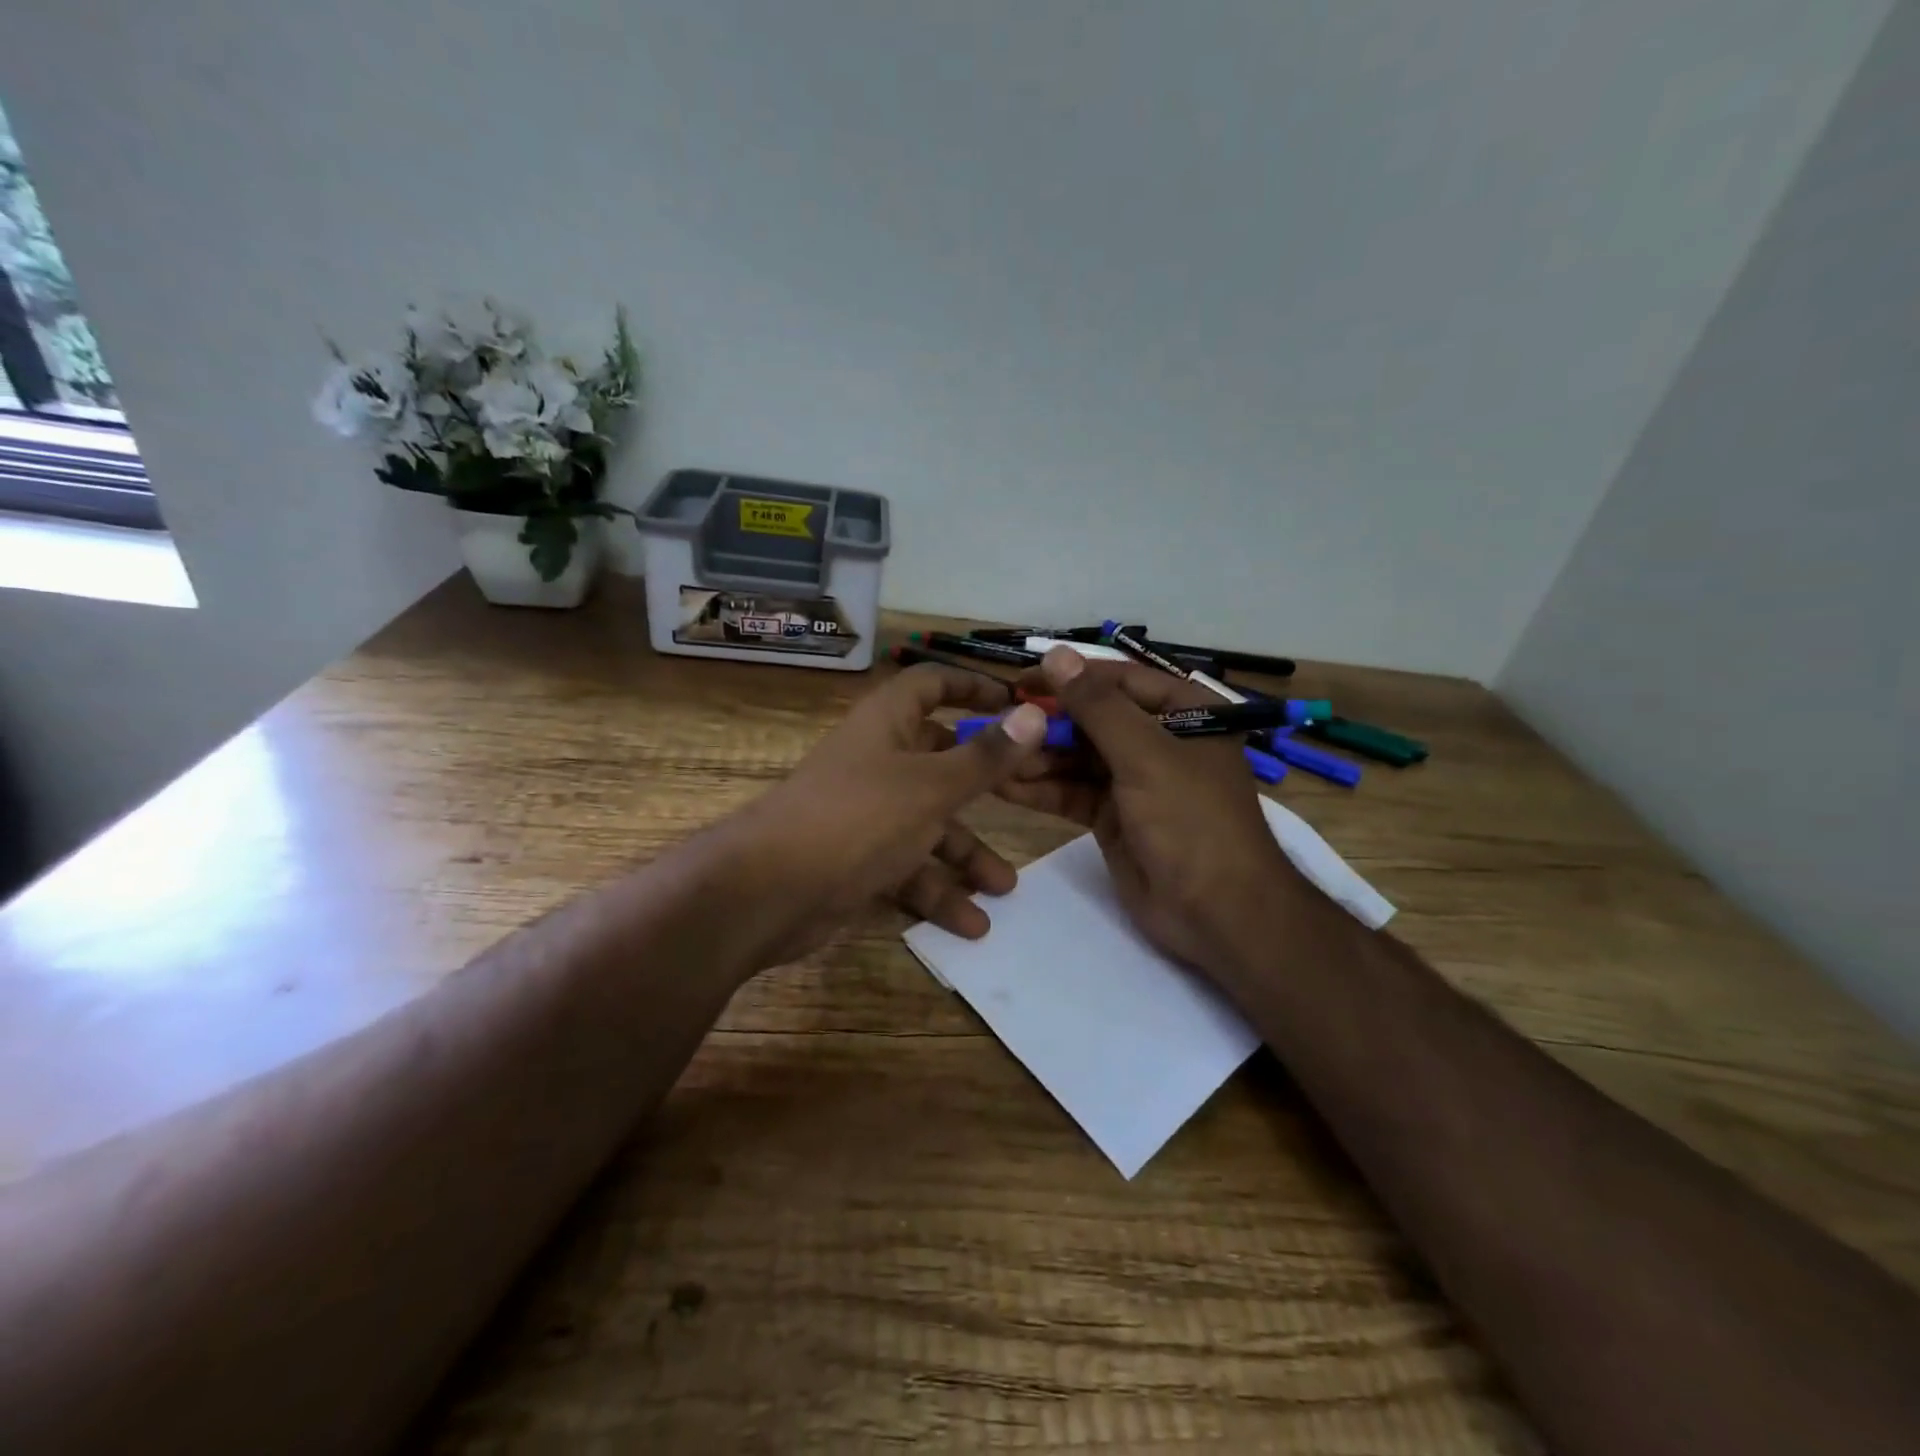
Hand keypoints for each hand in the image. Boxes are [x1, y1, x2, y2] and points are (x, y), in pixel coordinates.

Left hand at [713, 663, 1048, 969]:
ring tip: (1006, 889)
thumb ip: (985, 757)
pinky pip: (908, 867)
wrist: (769, 892)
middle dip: (985, 787)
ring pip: (929, 824)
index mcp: (887, 724)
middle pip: (941, 761)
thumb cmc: (857, 818)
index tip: (1018, 703)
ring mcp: (867, 812)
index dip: (973, 687)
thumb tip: (1035, 713)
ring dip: (966, 855)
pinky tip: (971, 924)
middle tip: (1031, 800)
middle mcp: (878, 761)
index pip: (932, 685)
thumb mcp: (931, 787)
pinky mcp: (859, 859)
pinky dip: (936, 892)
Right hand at [999, 648, 1305, 981]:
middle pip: (1093, 719)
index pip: (1119, 680)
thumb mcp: (1146, 756)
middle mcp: (1159, 740)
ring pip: (1077, 757)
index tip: (1021, 681)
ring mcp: (1134, 780)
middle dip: (1047, 723)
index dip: (1070, 678)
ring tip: (991, 757)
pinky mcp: (1112, 816)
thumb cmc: (1191, 821)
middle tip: (998, 724)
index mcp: (1185, 713)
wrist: (1217, 914)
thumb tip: (1057, 654)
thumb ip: (1098, 706)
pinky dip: (1041, 789)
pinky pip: (1072, 792)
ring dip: (1037, 757)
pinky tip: (1003, 785)